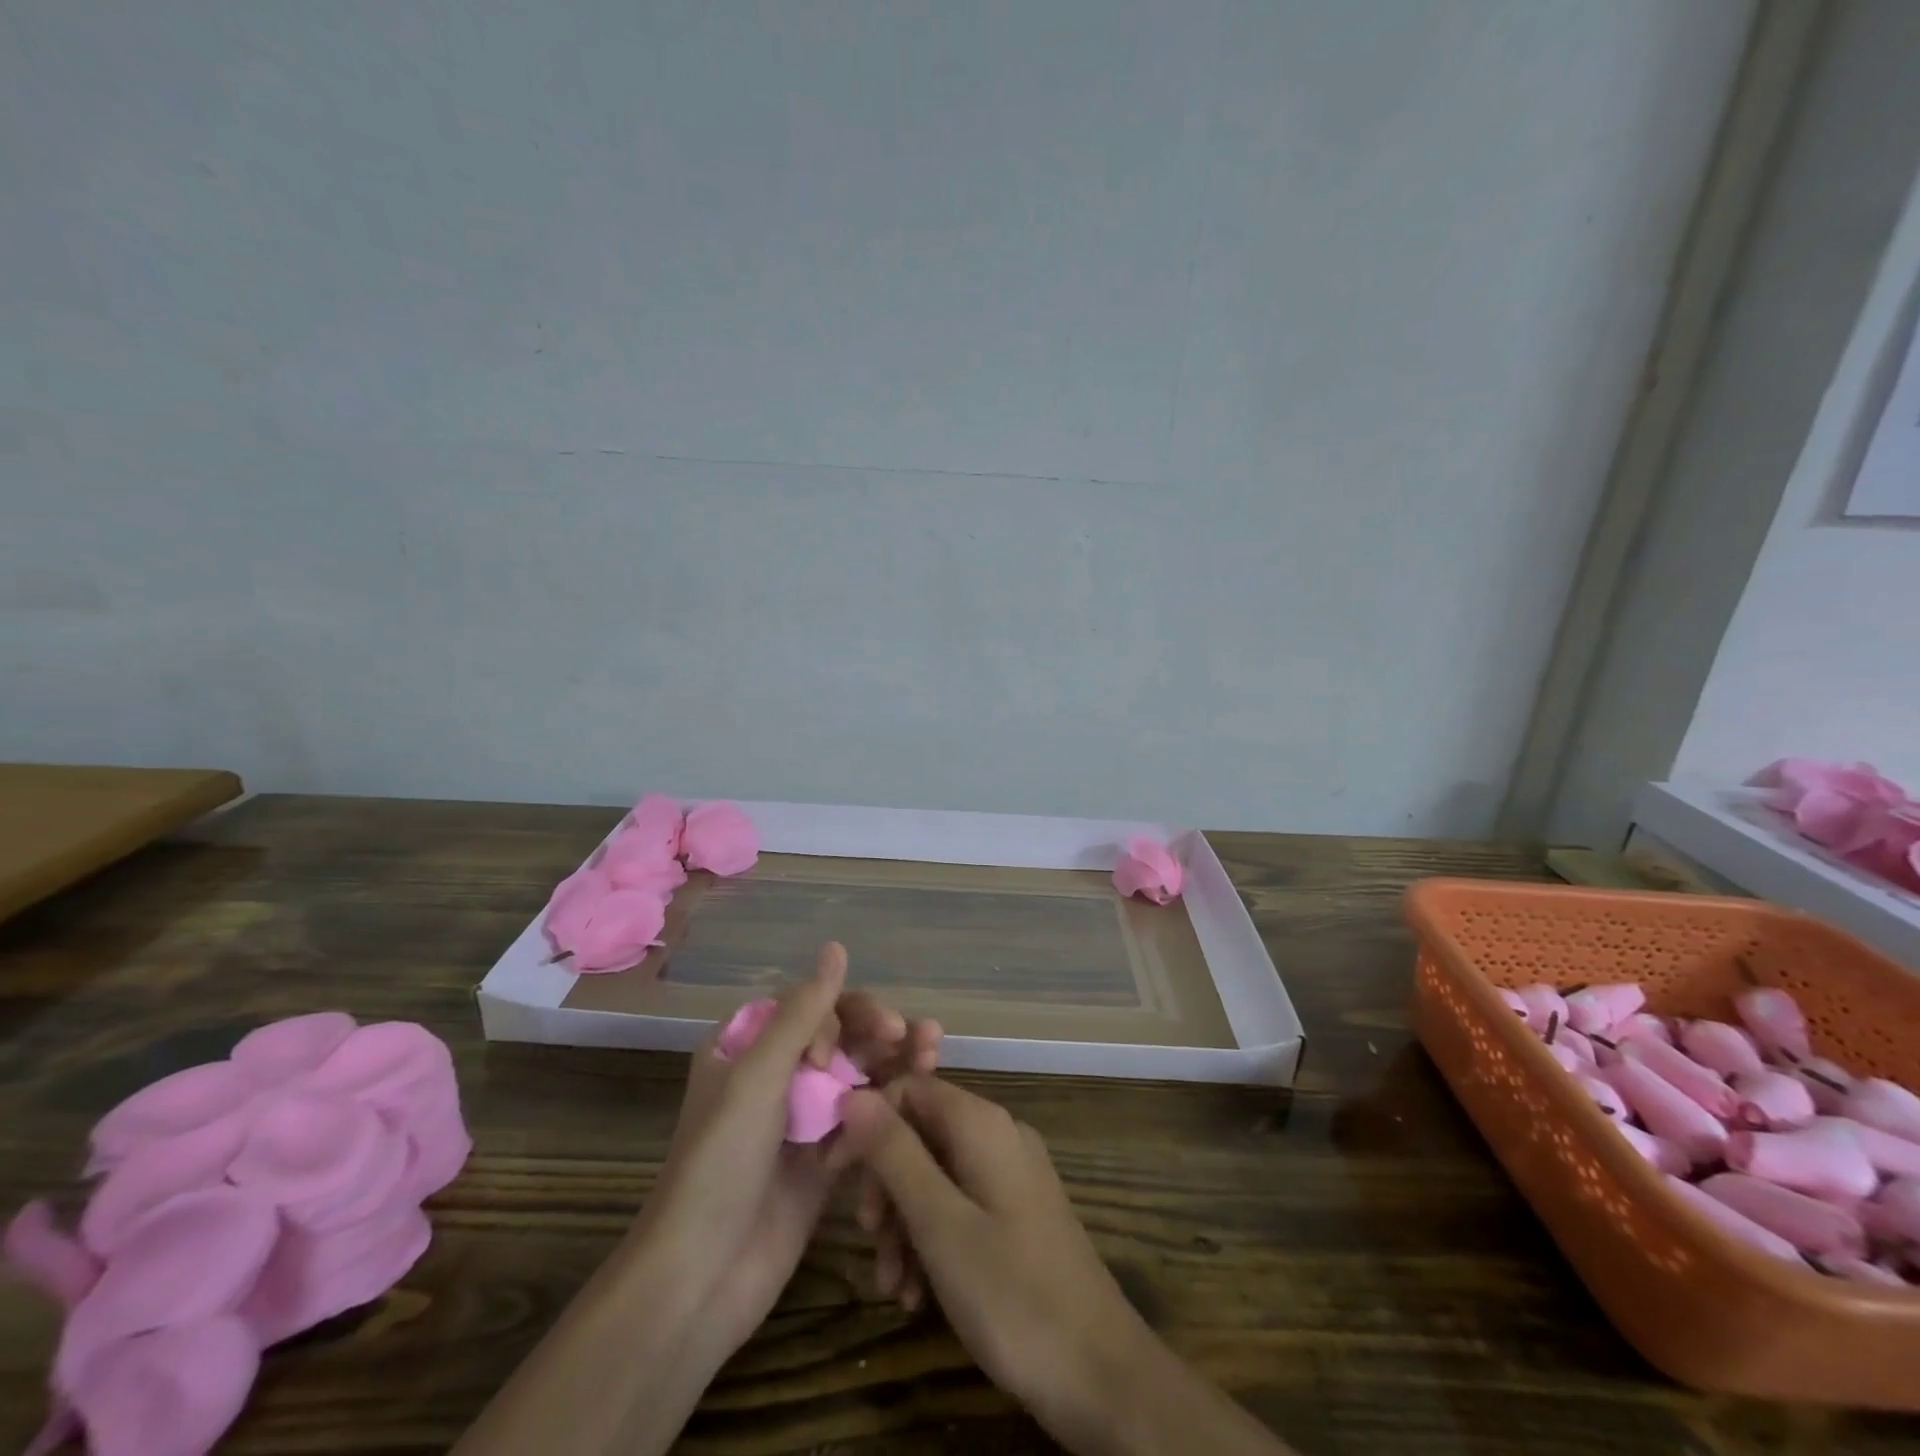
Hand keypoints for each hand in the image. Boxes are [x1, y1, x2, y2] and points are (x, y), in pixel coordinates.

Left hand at [634, 943, 940, 1363]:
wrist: (700, 1280)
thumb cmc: (720, 1163)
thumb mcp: (758, 1077)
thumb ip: (804, 1012)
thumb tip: (837, 946)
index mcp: (748, 1046)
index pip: (810, 1008)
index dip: (837, 1017)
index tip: (836, 1054)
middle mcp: (776, 1076)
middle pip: (841, 1038)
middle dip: (879, 1034)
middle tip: (918, 1038)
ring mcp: (801, 1120)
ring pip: (857, 1076)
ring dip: (894, 1064)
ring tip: (932, 1055)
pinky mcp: (822, 1161)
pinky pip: (861, 1121)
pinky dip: (885, 1112)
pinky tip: (913, 1108)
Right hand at [835, 1076, 1154, 1440]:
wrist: (1101, 1374)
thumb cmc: (1012, 1294)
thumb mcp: (939, 1224)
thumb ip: (894, 1154)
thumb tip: (852, 1095)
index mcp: (981, 1124)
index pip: (908, 1089)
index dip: (867, 1124)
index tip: (834, 1175)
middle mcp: (998, 1135)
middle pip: (920, 1133)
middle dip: (885, 1184)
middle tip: (868, 1240)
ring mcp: (1011, 1175)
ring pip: (936, 1176)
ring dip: (904, 1223)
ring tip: (892, 1285)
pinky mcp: (1017, 1214)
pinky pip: (960, 1206)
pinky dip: (932, 1240)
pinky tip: (917, 1294)